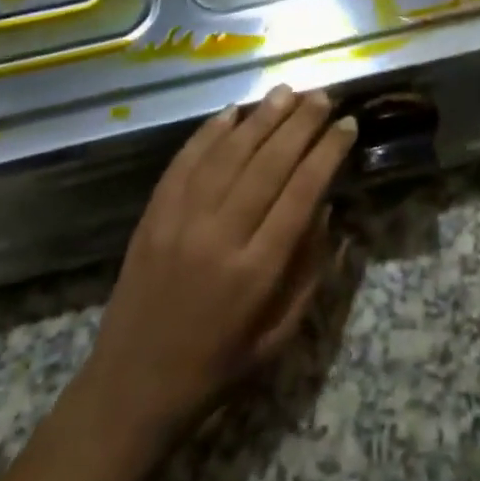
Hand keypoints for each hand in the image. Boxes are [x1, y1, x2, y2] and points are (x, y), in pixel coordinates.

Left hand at [83, 84, 357, 431]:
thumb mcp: (278, 337)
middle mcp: (220, 236)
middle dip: (300, 124)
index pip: (301, 193)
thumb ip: (308, 271)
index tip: (348, 125)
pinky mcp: (153, 215)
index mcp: (256, 272)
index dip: (328, 153)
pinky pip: (185, 161)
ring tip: (287, 91)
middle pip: (268, 164)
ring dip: (261, 118)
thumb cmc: (217, 367)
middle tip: (323, 96)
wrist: (131, 388)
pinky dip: (210, 132)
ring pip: (228, 154)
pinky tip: (233, 111)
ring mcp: (181, 221)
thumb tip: (328, 208)